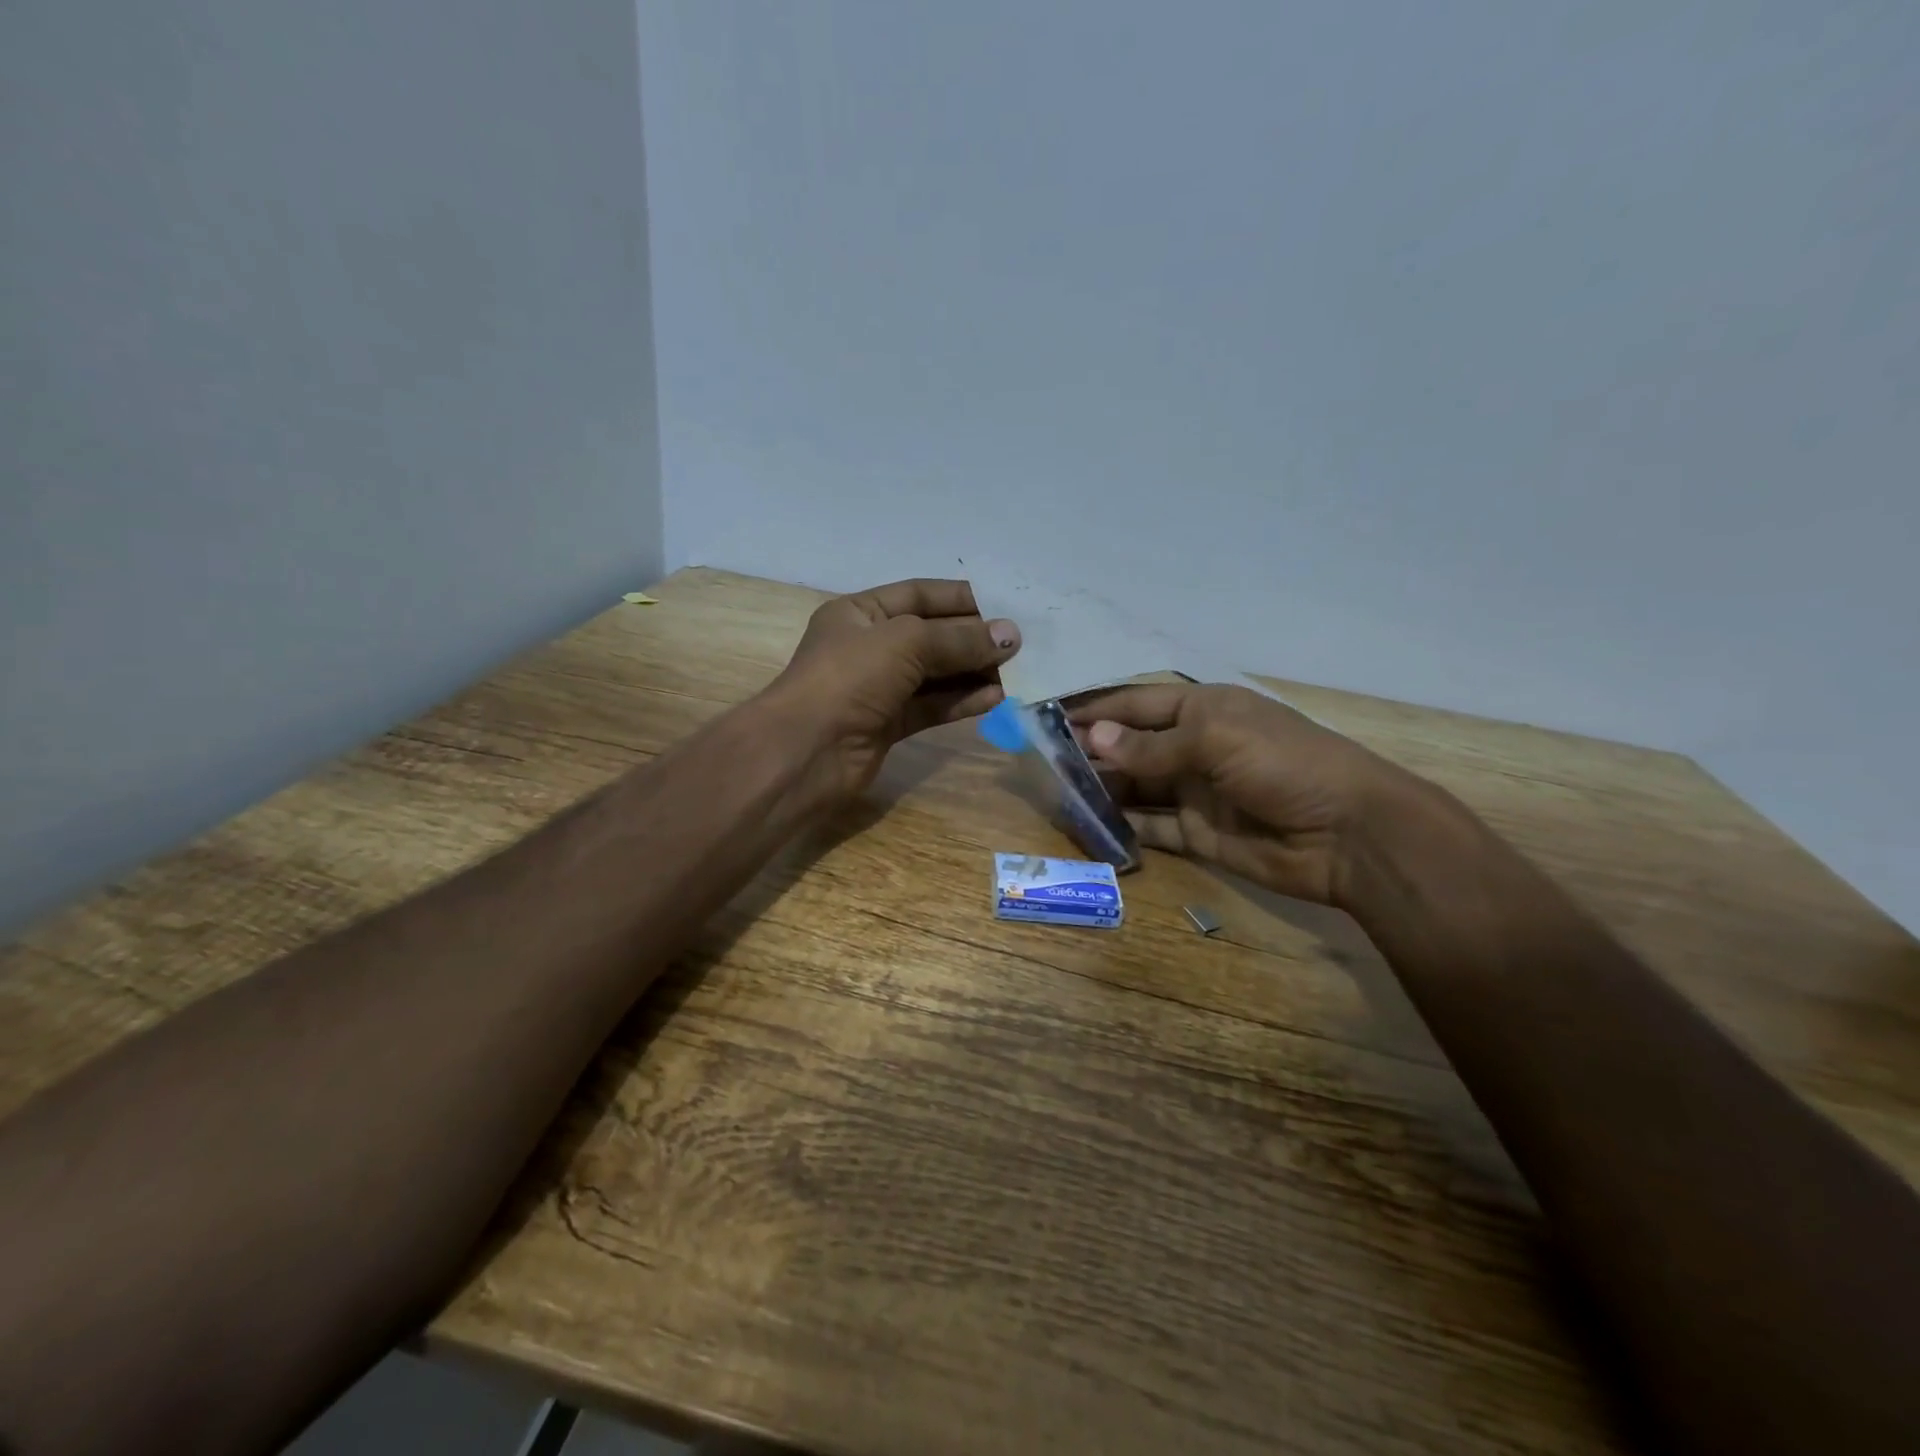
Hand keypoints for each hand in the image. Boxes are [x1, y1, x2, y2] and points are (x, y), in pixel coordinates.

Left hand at [768, 578, 1020, 805]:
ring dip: (973, 672)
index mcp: (860, 612)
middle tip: (1019, 645)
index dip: (962, 599)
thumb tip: (1011, 636)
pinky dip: (962, 701)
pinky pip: (932, 706)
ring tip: (1017, 672)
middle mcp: (869, 647)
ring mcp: (878, 688)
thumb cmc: (849, 678)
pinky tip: (996, 698)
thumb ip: (960, 639)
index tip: (1006, 607)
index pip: (919, 595)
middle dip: (973, 639)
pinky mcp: (888, 725)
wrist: (806, 751)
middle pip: (931, 635)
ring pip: (935, 674)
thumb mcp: (906, 642)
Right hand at [1068, 682, 1425, 906]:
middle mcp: (1193, 746)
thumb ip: (1151, 744)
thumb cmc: (1283, 764)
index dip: (1095, 708)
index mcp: (1201, 709)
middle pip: (1129, 745)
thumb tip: (1092, 738)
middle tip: (1039, 761)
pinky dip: (1121, 827)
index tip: (1048, 716)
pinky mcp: (1196, 833)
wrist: (1347, 834)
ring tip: (1053, 793)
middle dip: (1089, 751)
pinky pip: (1149, 827)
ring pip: (1134, 786)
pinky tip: (1088, 826)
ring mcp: (1193, 791)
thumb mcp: (1215, 740)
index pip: (1135, 702)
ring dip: (1099, 789)